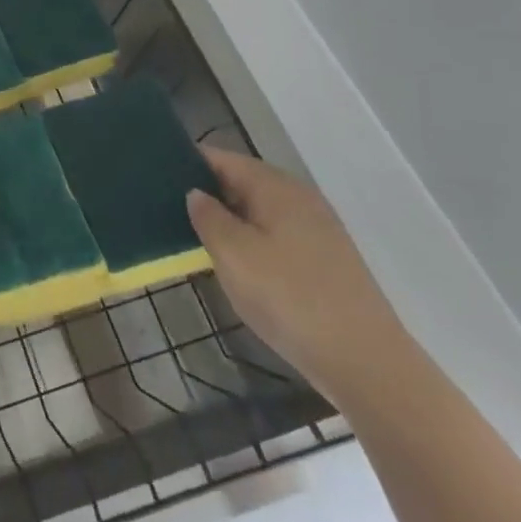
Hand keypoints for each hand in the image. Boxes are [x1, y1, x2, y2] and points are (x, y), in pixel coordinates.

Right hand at [187, 148, 408, 405]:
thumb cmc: (290, 298)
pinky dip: (250, 240)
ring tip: (192, 237)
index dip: (186, 162)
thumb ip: (208, 217)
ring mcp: (316, 230)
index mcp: (276, 187)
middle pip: (241, 181)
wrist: (366, 363)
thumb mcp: (234, 255)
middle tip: (164, 209)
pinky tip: (234, 264)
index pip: (221, 158)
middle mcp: (299, 198)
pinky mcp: (325, 260)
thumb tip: (196, 194)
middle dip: (205, 192)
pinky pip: (274, 235)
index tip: (153, 175)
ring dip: (227, 219)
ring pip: (258, 211)